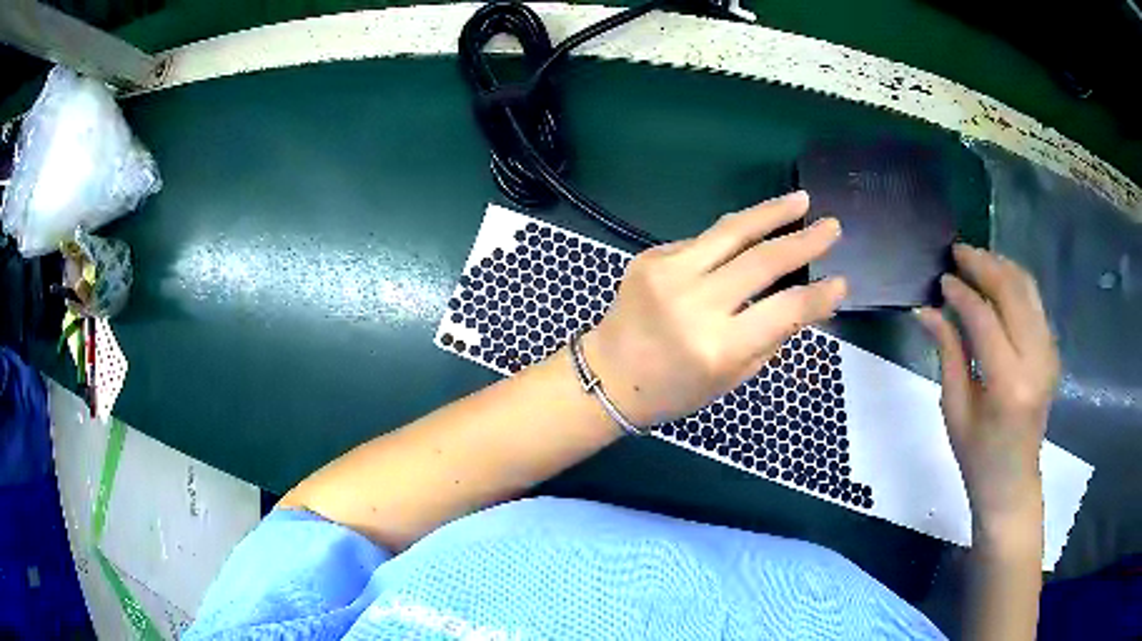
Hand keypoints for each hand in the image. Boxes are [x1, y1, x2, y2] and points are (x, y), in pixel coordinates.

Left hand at [582, 191, 846, 426]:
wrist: (608, 375)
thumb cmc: (675, 389)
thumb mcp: (731, 377)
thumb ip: (771, 337)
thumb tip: (806, 301)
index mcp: (717, 347)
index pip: (784, 310)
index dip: (819, 295)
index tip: (842, 281)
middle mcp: (694, 303)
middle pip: (762, 260)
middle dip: (804, 240)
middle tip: (832, 226)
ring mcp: (668, 273)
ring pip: (732, 231)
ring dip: (772, 212)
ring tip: (801, 200)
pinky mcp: (651, 256)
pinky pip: (704, 241)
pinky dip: (732, 237)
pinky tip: (751, 233)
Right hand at [917, 245, 1058, 543]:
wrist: (1013, 481)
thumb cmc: (977, 456)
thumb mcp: (955, 408)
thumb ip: (948, 352)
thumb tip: (926, 309)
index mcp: (1008, 385)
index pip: (985, 319)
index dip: (961, 293)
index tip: (940, 279)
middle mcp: (1035, 361)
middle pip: (1012, 292)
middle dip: (983, 264)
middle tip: (957, 252)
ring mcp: (1049, 353)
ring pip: (1027, 289)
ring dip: (1001, 267)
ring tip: (975, 260)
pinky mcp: (1051, 350)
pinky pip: (1034, 302)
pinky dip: (1014, 283)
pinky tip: (996, 281)